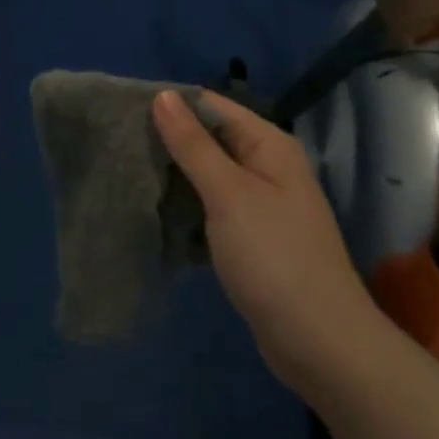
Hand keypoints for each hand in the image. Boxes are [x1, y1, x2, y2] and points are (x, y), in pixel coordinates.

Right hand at [152, 90, 376, 385]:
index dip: (170, 104)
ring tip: (127, 172)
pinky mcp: (251, 237)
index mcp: (268, 145)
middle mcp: (267, 166)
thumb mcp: (228, 194)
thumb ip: (193, 144)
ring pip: (207, 175)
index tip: (123, 112)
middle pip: (209, 139)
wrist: (320, 344)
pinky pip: (211, 207)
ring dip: (174, 175)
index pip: (211, 106)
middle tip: (118, 144)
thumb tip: (163, 95)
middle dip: (167, 141)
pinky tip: (154, 210)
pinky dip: (186, 206)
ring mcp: (261, 204)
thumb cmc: (274, 258)